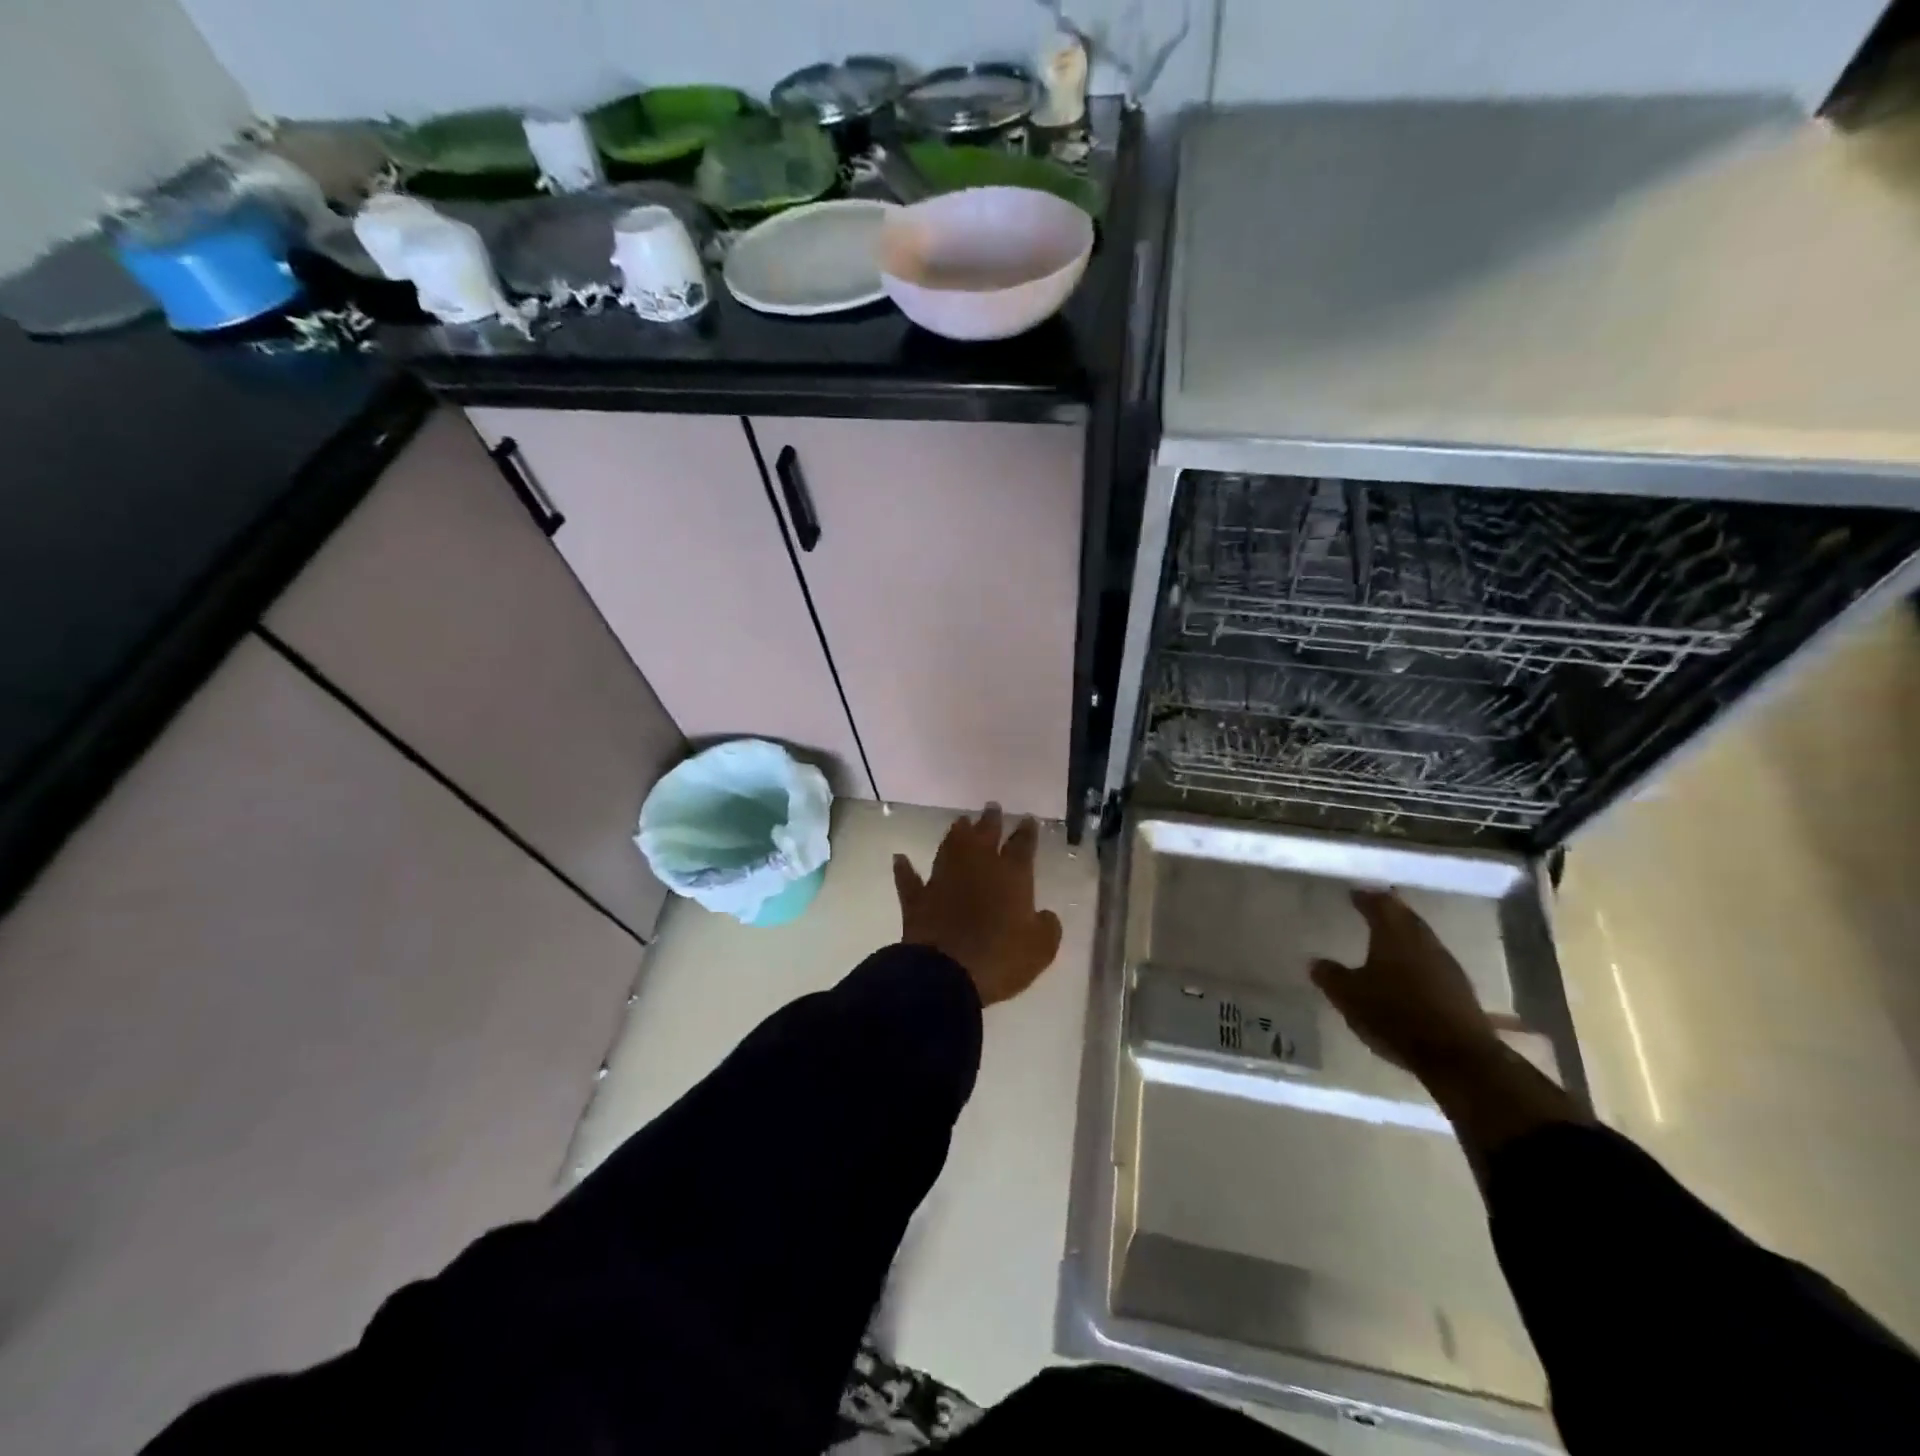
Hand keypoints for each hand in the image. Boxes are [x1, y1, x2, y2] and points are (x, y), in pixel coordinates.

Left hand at [893, 806, 1064, 1006]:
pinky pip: (909, 880)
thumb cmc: (1002, 959)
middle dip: (990, 820)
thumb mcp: (1041, 949)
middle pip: (984, 835)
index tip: (1028, 818)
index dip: (1026, 831)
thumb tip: (1045, 916)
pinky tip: (900, 858)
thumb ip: (1047, 927)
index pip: (1022, 845)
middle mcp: (976, 868)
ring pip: (949, 847)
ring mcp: (943, 880)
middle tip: (992, 807)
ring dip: (955, 833)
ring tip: (961, 821)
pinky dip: (904, 869)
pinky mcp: (918, 899)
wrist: (947, 974)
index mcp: (1011, 876)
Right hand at [1311, 889, 1501, 1078]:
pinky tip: (1406, 972)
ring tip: (1385, 938)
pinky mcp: (1459, 990)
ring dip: (1404, 935)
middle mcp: (1423, 942)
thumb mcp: (1349, 996)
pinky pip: (1431, 962)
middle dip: (1388, 911)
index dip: (1366, 896)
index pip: (1380, 903)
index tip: (1354, 893)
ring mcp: (1446, 965)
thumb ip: (1331, 976)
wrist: (1457, 1057)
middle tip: (1371, 907)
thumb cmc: (1395, 1015)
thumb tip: (1316, 962)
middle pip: (1406, 917)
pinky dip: (1416, 959)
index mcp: (1395, 934)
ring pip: (1421, 939)